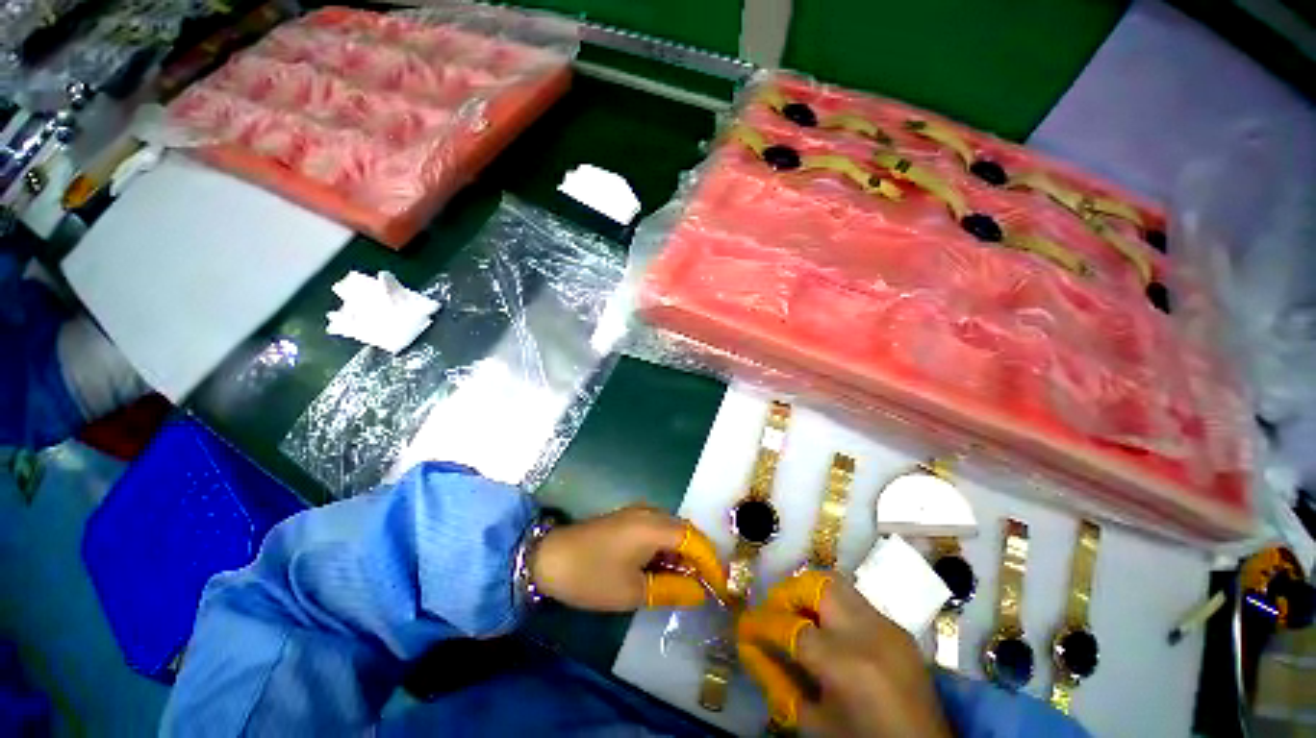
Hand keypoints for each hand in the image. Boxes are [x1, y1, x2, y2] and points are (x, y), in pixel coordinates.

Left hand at [530, 505, 727, 611]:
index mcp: (654, 526)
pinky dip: (666, 550)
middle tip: (707, 587)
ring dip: (683, 555)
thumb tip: (698, 593)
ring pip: (672, 531)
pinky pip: (657, 531)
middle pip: (686, 532)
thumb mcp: (633, 591)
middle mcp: (650, 513)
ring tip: (688, 583)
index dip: (711, 563)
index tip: (721, 588)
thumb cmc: (592, 576)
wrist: (549, 558)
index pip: (695, 541)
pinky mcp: (627, 519)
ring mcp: (637, 513)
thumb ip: (671, 589)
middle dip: (699, 559)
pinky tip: (664, 570)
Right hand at [737, 571, 951, 737]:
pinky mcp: (897, 627)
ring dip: (809, 593)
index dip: (759, 624)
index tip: (743, 626)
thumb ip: (777, 682)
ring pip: (835, 583)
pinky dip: (832, 605)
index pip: (788, 626)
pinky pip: (855, 600)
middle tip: (773, 612)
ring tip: (797, 614)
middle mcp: (867, 632)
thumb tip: (748, 647)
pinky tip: (828, 629)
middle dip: (786, 593)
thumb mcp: (815, 725)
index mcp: (844, 664)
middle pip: (814, 586)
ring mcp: (887, 625)